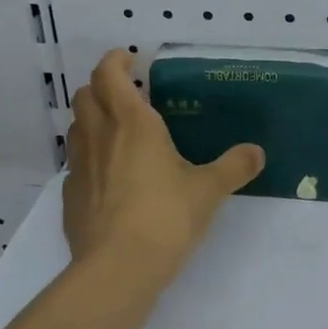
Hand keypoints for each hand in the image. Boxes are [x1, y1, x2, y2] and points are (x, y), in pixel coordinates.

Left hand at [63, 49, 264, 277]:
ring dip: (92, 119)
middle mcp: (100, 136)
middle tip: (127, 95)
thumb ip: (234, 167)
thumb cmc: (165, 217)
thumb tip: (257, 152)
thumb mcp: (208, 190)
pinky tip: (110, 177)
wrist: (117, 269)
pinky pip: (75, 163)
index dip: (115, 60)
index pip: (108, 74)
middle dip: (101, 87)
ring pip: (76, 127)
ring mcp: (79, 166)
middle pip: (84, 95)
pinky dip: (89, 157)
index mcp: (133, 123)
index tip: (131, 59)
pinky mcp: (70, 196)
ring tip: (118, 132)